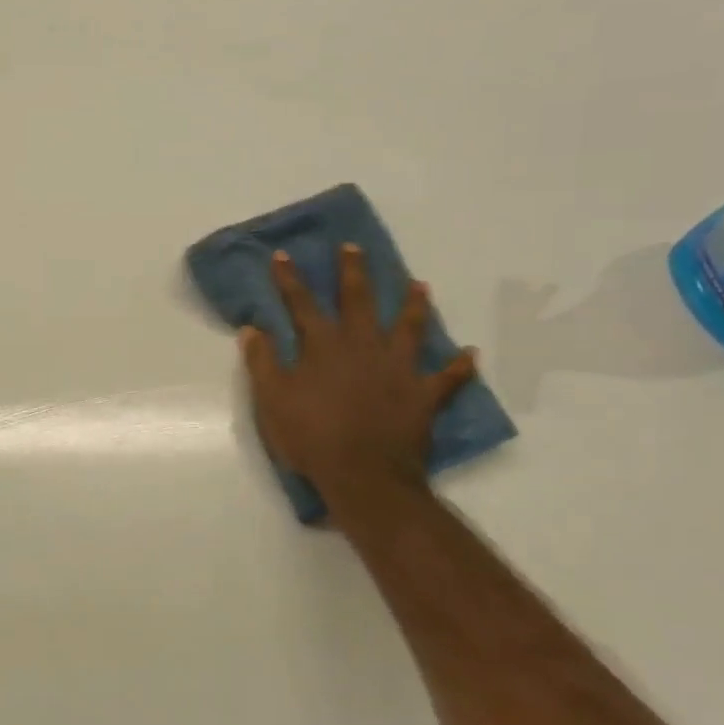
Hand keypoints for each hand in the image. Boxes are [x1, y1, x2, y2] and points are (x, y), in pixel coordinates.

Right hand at [240, 245, 477, 520]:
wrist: (363, 476)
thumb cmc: (311, 436)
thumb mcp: (271, 400)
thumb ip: (261, 362)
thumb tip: (252, 328)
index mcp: (323, 346)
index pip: (301, 304)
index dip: (290, 279)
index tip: (283, 255)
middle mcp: (362, 347)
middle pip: (358, 301)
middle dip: (354, 273)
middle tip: (354, 248)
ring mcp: (397, 369)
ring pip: (409, 328)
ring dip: (414, 304)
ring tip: (420, 284)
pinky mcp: (423, 395)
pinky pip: (448, 378)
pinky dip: (460, 367)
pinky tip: (471, 354)